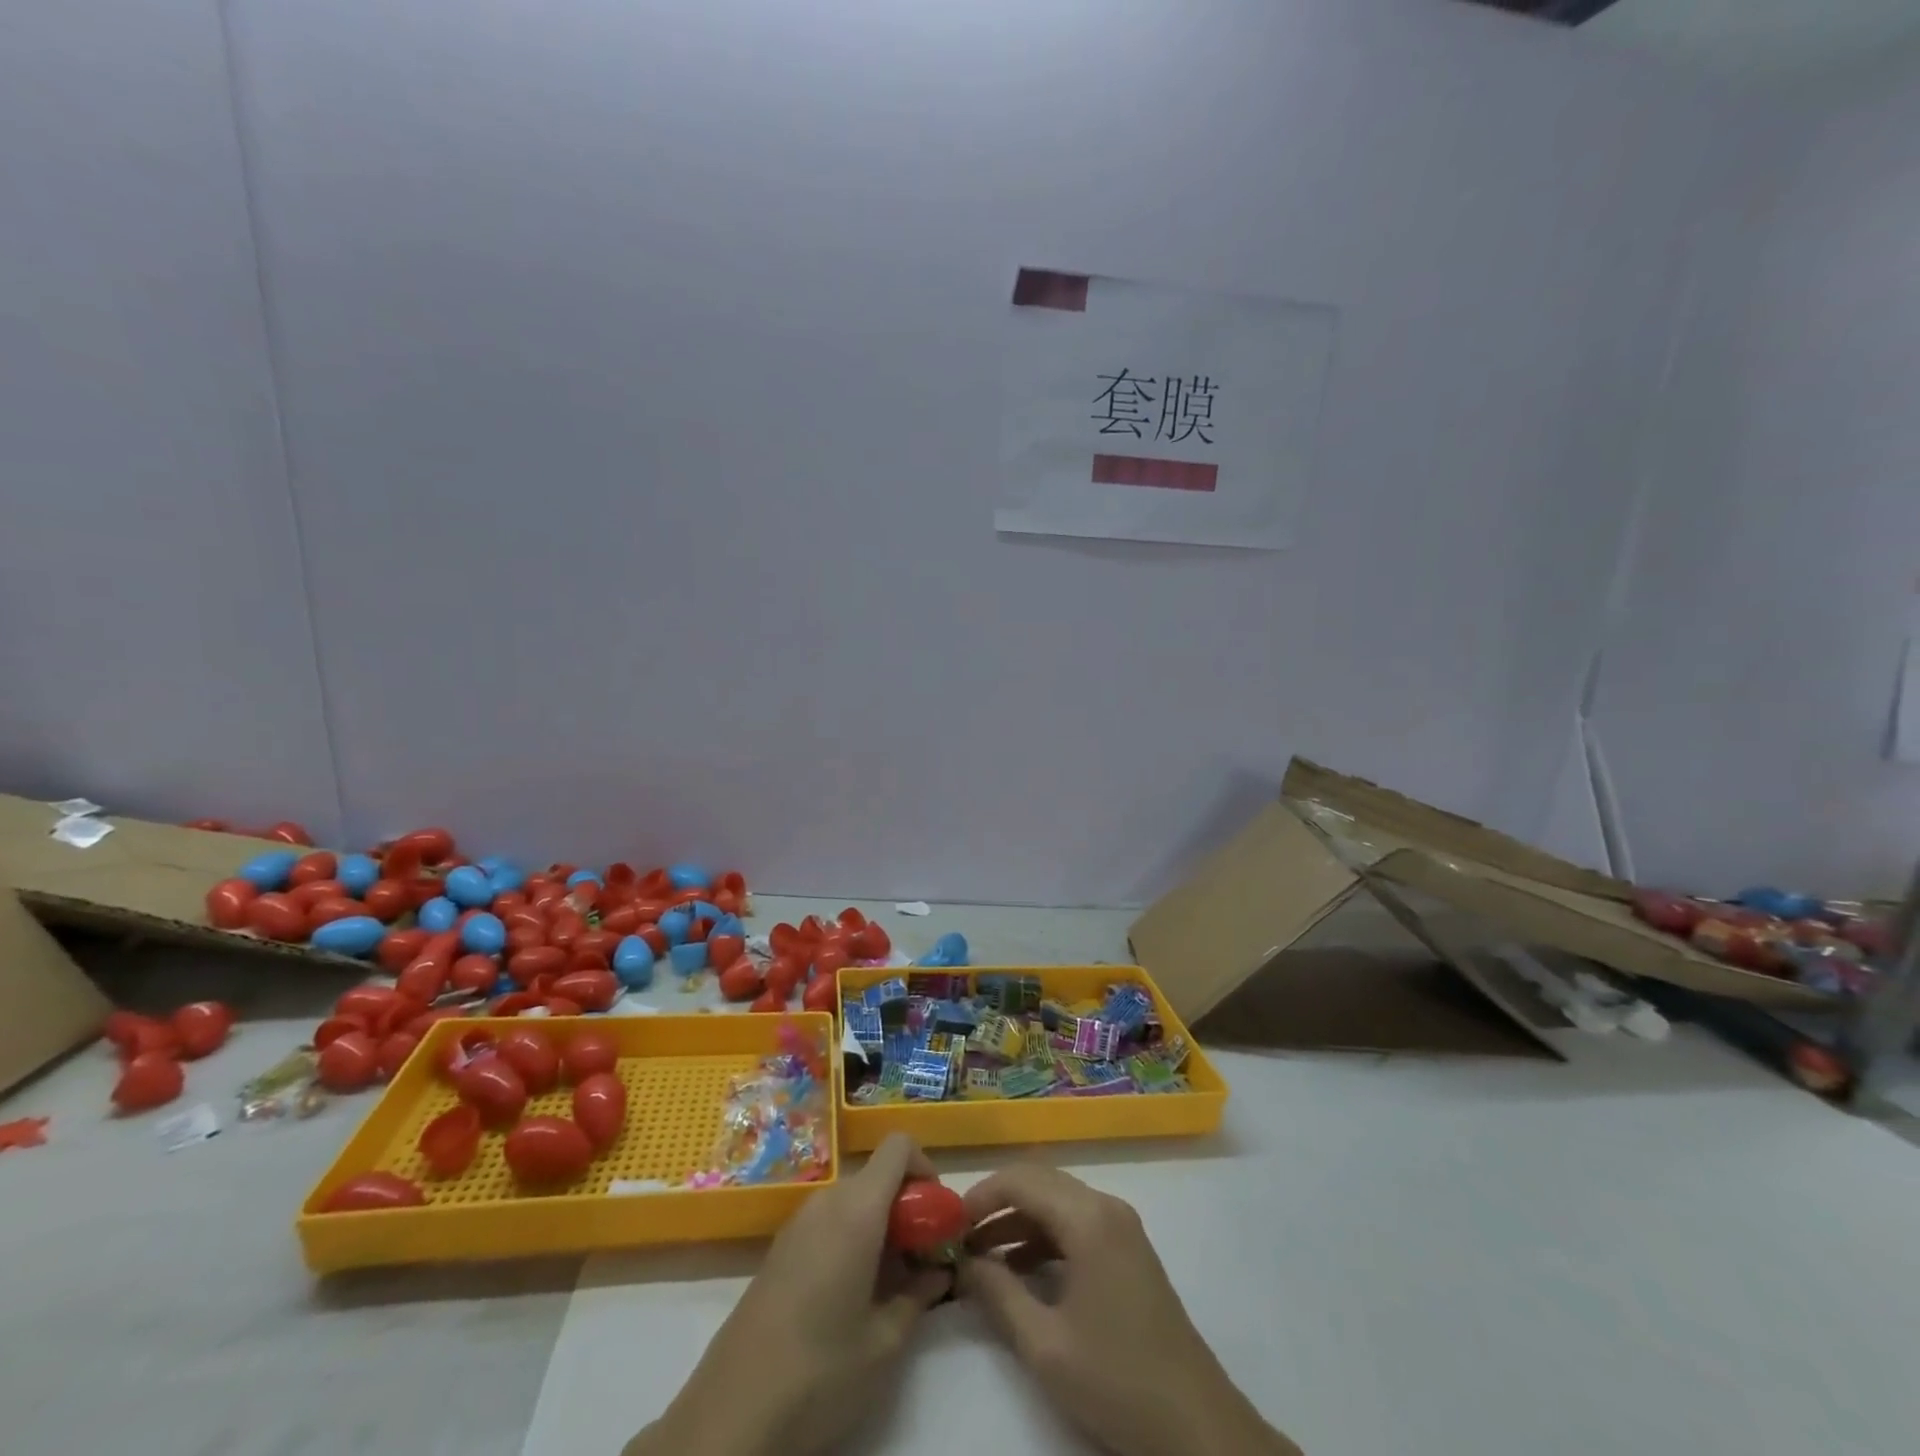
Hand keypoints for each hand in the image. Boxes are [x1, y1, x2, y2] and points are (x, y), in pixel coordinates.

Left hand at [625, 1133, 949, 1455]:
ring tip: (891, 1283)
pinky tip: (853, 1294)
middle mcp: (826, 1202)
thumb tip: (939, 1272)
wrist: (728, 1418)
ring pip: (854, 1200)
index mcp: (856, 1210)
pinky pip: (829, 1221)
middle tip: (922, 1259)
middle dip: (907, 1206)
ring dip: (880, 1224)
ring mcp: (798, 1224)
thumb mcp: (884, 1344)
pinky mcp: (779, 1249)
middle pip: (877, 1176)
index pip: (898, 1147)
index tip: (937, 1217)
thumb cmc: (818, 1374)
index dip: (926, 1168)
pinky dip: (852, 1237)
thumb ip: (918, 1296)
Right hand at [959, 1165, 1300, 1455]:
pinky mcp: (1129, 1250)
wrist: (1198, 1428)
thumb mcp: (1045, 1344)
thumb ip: (998, 1294)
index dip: (981, 1195)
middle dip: (997, 1205)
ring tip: (981, 1259)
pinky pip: (1076, 1224)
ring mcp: (1122, 1227)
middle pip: (1040, 1183)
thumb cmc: (1117, 1381)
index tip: (949, 1225)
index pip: (1022, 1179)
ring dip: (1019, 1222)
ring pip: (1057, 1203)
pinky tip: (1020, 1272)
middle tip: (961, 1239)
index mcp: (1088, 1217)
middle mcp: (1106, 1207)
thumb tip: (964, 1263)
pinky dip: (1044, 1238)